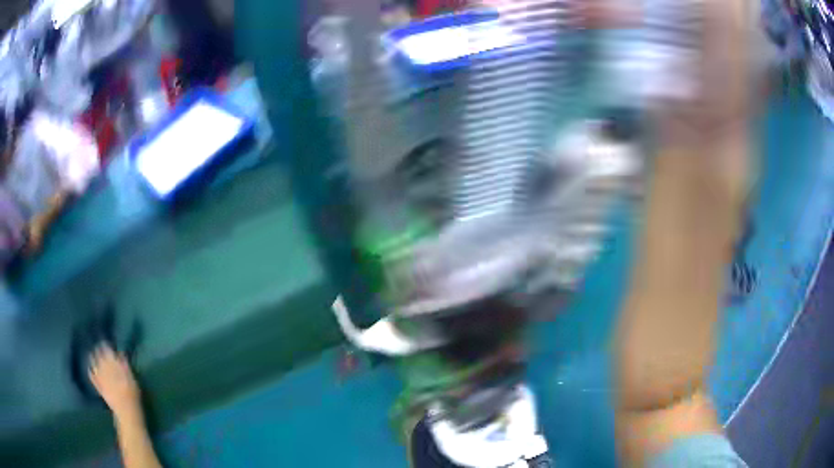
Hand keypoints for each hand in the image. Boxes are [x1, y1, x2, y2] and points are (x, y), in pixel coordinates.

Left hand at [88, 343, 142, 420]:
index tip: (104, 342)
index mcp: (112, 365)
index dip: (105, 345)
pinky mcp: (98, 386)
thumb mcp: (132, 379)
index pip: (106, 350)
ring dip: (92, 358)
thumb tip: (120, 353)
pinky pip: (92, 376)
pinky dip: (90, 371)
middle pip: (98, 355)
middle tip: (97, 346)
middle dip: (97, 350)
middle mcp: (104, 368)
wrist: (127, 412)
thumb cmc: (132, 395)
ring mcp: (100, 377)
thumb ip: (125, 366)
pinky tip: (89, 368)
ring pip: (93, 363)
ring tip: (91, 354)